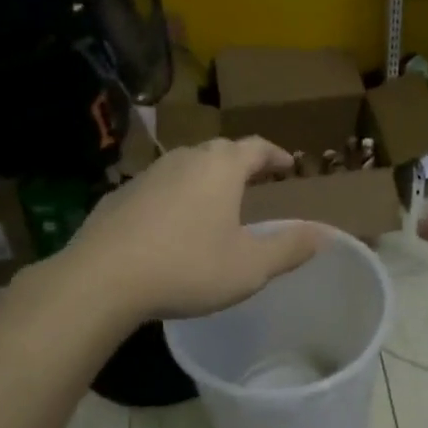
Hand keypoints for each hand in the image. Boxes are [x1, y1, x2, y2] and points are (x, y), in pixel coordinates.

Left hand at [54, 138, 325, 321]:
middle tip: (256, 179)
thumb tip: (325, 233)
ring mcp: (147, 175)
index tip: (288, 166)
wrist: (101, 280)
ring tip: (216, 201)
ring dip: (205, 178)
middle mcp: (184, 159)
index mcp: (221, 168)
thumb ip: (290, 248)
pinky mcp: (118, 196)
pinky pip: (157, 188)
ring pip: (185, 166)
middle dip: (241, 162)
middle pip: (220, 151)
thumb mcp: (250, 266)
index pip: (256, 147)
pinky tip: (171, 224)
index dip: (276, 155)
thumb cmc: (187, 267)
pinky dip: (174, 197)